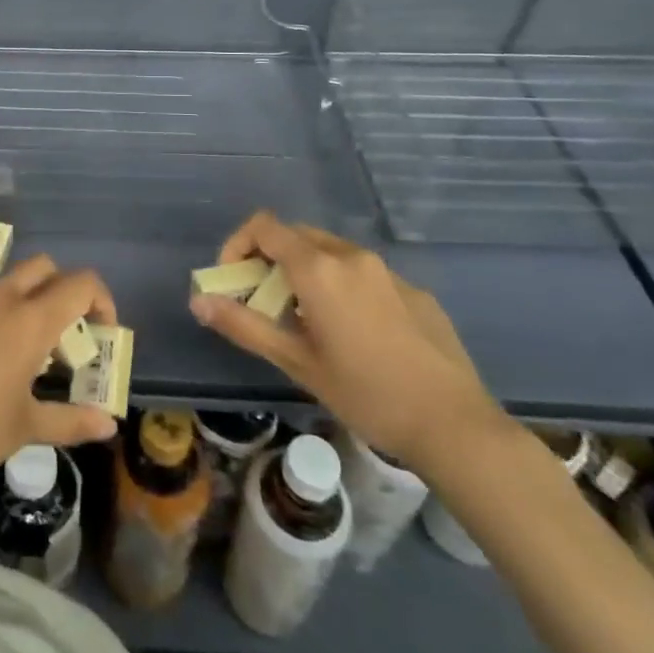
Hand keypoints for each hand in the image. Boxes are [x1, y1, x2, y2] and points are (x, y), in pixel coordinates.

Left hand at [0, 256, 120, 491]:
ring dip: (10, 308)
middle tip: (57, 329)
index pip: (80, 284)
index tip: (99, 328)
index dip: (98, 299)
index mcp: (29, 320)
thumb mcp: (28, 428)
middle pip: (40, 267)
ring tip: (4, 353)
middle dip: (56, 288)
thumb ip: (72, 420)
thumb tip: (108, 425)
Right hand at [189, 212, 502, 469]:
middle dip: (271, 261)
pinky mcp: (415, 291)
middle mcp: (351, 256)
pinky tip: (357, 337)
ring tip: (309, 324)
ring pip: (331, 254)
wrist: (455, 426)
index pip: (264, 226)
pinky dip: (343, 288)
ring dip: (307, 274)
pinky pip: (365, 274)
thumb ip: (243, 325)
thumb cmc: (366, 394)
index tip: (234, 281)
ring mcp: (387, 271)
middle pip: (296, 236)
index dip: (239, 244)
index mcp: (318, 268)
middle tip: (266, 305)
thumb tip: (198, 300)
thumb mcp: (296, 363)